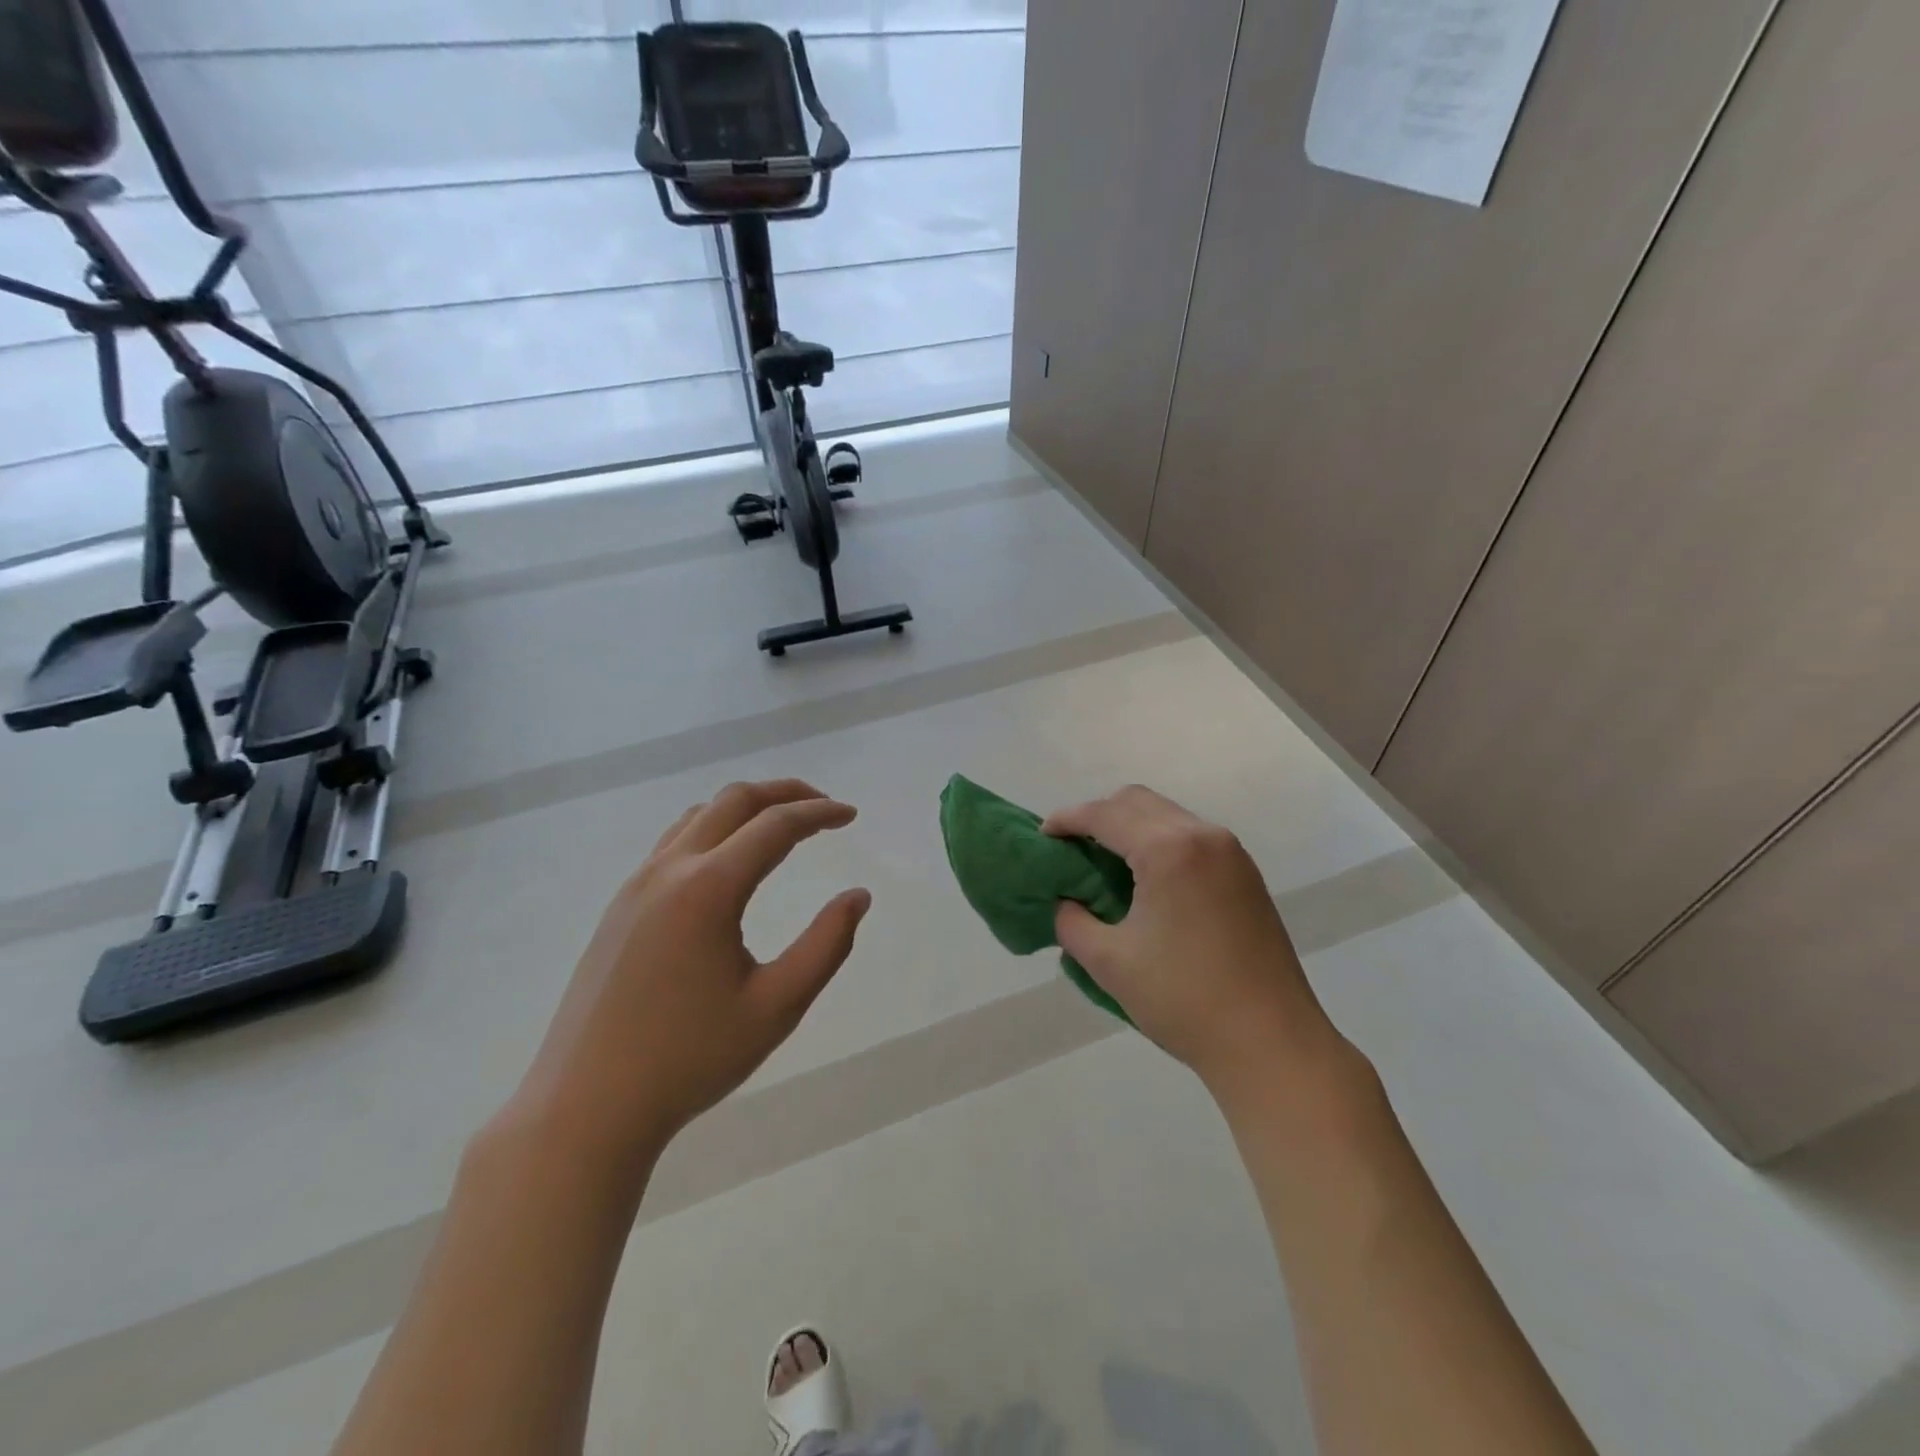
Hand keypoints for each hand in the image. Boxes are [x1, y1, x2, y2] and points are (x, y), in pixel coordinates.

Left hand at [509, 780, 870, 1168]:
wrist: (585, 1107)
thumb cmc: (689, 1059)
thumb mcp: (776, 1007)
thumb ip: (827, 945)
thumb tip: (858, 896)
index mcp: (708, 888)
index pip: (775, 826)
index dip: (820, 813)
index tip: (851, 816)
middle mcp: (669, 870)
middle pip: (734, 800)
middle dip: (785, 793)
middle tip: (825, 807)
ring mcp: (636, 885)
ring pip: (699, 816)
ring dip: (747, 807)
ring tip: (783, 825)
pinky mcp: (619, 906)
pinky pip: (674, 841)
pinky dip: (714, 829)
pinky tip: (729, 861)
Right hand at [1044, 786, 1344, 1093]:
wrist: (1271, 1044)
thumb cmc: (1183, 1000)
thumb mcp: (1109, 962)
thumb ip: (1071, 921)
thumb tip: (1064, 902)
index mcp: (1169, 850)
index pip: (1105, 814)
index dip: (1066, 819)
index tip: (1041, 836)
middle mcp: (1204, 836)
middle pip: (1138, 802)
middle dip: (1098, 815)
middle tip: (1071, 848)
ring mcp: (1232, 854)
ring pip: (1167, 816)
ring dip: (1130, 827)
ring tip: (1103, 864)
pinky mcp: (1245, 876)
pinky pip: (1190, 837)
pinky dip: (1158, 843)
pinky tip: (1145, 880)